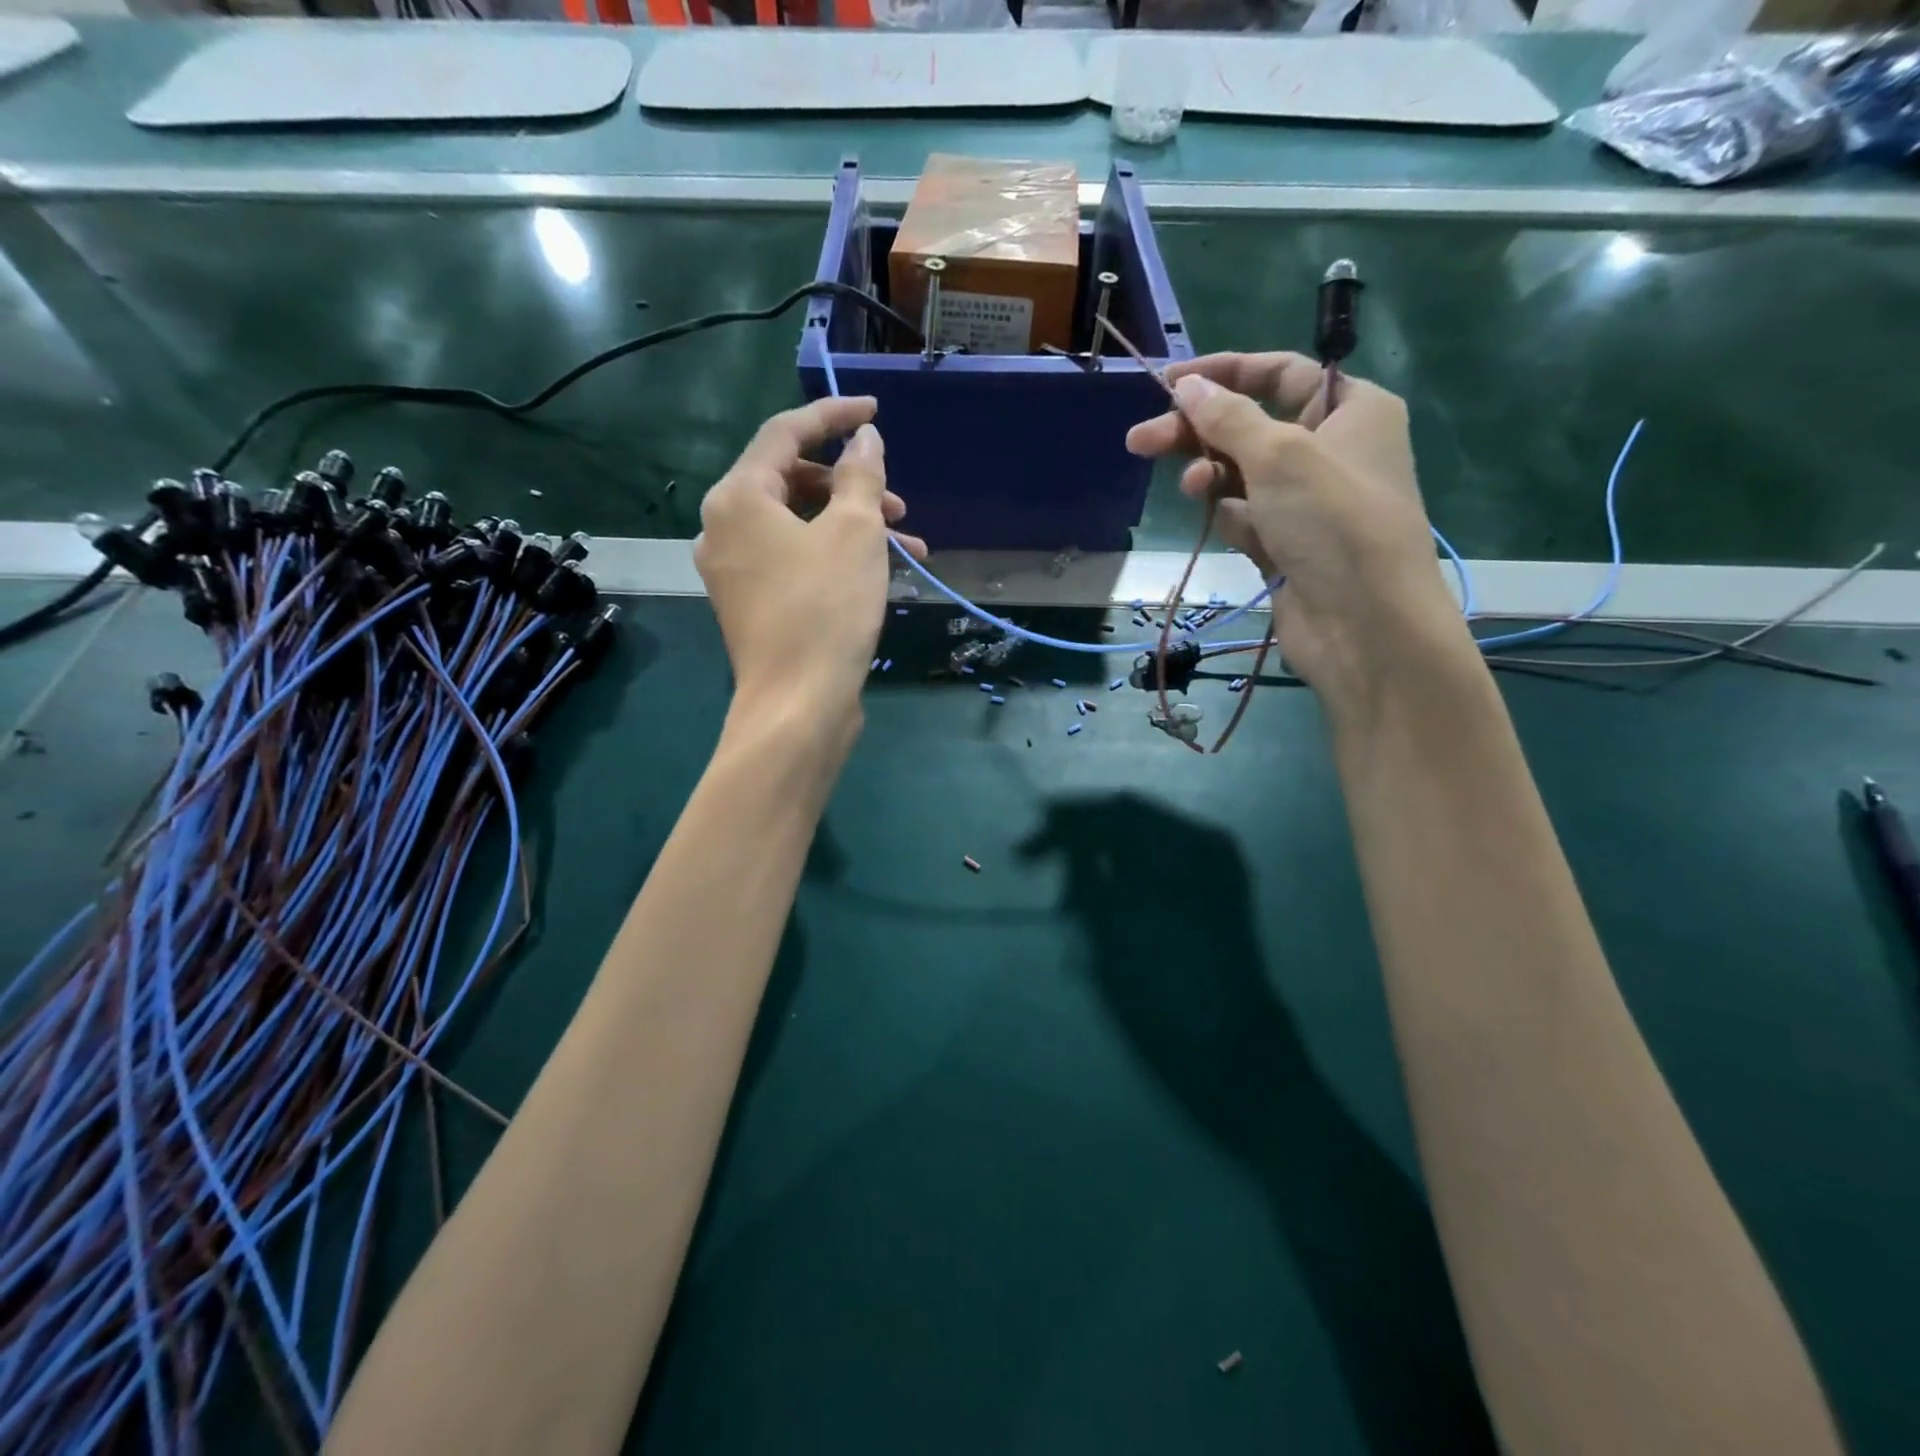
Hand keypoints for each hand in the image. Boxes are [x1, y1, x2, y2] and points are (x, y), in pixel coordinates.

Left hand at [696, 396, 924, 733]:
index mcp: (737, 498)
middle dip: (851, 487)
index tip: (874, 412)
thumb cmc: (827, 609)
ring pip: (798, 527)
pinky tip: (878, 575)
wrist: (799, 705)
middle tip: (898, 504)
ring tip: (907, 548)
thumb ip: (861, 474)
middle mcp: (723, 528)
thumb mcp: (856, 532)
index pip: (784, 433)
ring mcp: (733, 571)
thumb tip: (864, 438)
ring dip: (852, 527)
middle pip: (791, 482)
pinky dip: (833, 557)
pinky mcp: (750, 605)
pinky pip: (793, 561)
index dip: (833, 415)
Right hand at [1125, 353, 1470, 723]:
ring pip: (1241, 474)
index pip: (1279, 373)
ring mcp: (1306, 501)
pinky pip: (1245, 516)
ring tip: (1192, 489)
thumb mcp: (1278, 453)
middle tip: (1140, 441)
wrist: (1362, 622)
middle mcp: (1330, 449)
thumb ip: (1227, 416)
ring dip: (1211, 476)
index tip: (1169, 383)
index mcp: (1351, 409)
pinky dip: (1230, 516)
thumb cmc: (1332, 520)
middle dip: (1197, 432)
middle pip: (1250, 426)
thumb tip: (1187, 385)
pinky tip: (1231, 528)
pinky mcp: (1285, 544)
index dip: (1224, 373)